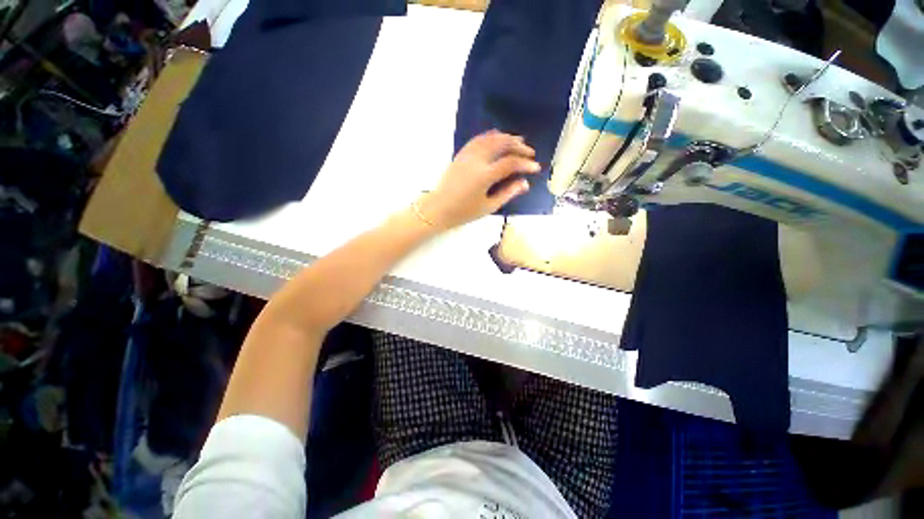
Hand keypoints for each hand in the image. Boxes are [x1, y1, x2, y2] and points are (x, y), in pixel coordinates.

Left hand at [416, 130, 540, 230]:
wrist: (438, 208)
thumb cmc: (463, 212)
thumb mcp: (488, 206)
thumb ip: (508, 193)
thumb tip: (525, 183)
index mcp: (484, 175)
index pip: (510, 163)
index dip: (525, 164)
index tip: (535, 168)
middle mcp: (477, 160)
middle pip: (502, 144)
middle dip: (519, 146)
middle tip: (530, 153)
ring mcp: (468, 155)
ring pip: (490, 138)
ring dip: (507, 138)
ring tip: (519, 141)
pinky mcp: (461, 154)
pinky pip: (478, 139)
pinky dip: (491, 136)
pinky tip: (498, 137)